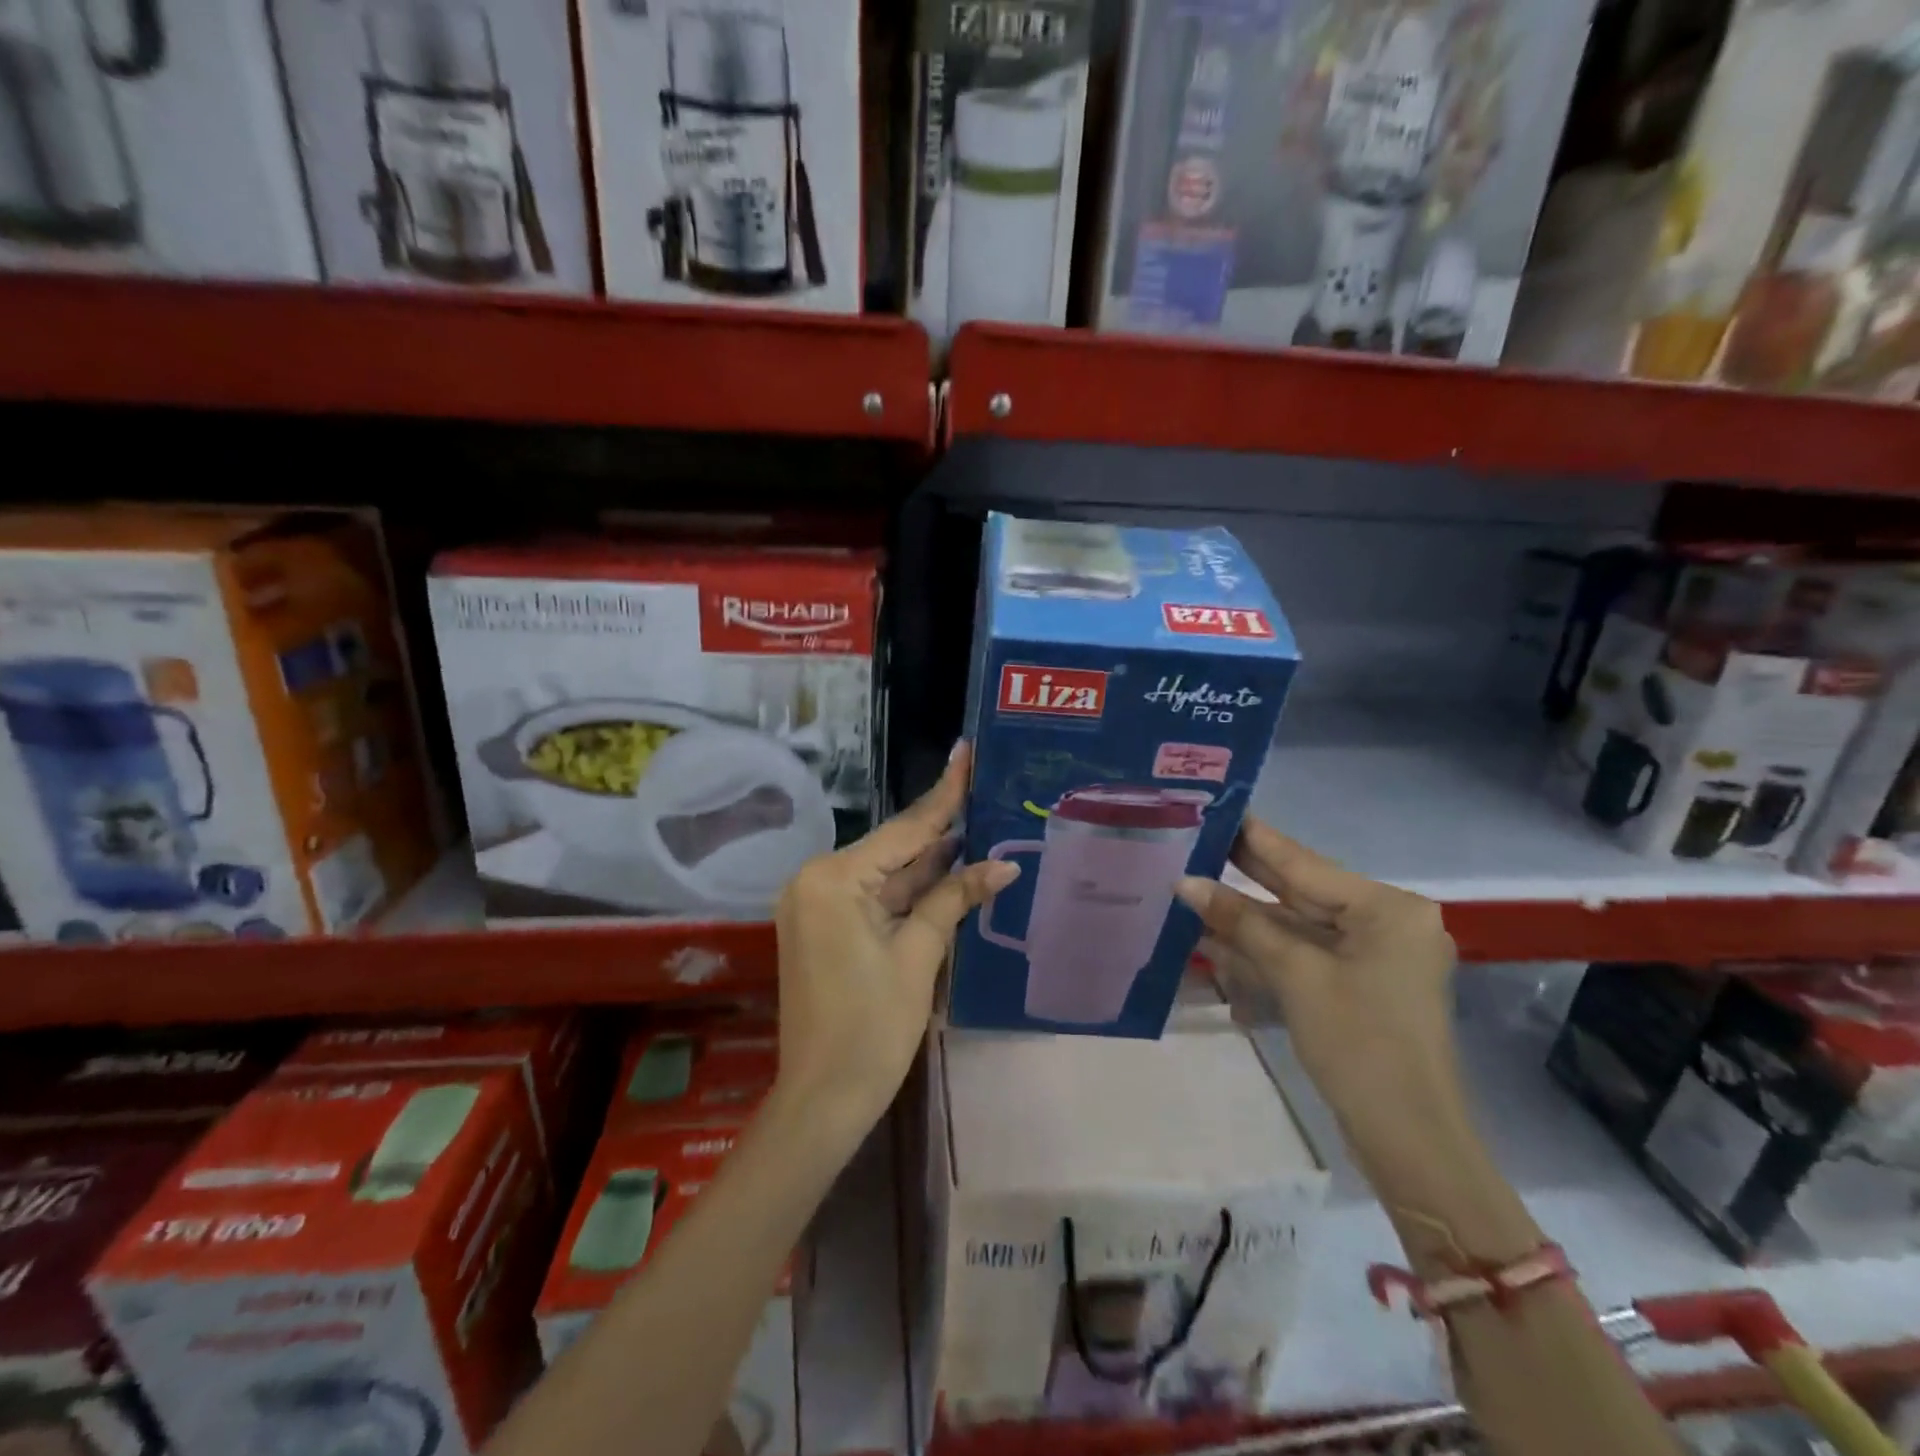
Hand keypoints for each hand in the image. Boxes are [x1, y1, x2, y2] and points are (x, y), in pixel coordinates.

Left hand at [773, 743, 1018, 1134]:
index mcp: (833, 879)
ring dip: (929, 860)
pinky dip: (910, 890)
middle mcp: (816, 880)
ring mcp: (817, 904)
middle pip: (893, 848)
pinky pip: (874, 896)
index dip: (944, 795)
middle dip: (941, 828)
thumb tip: (1003, 865)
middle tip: (983, 788)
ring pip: (886, 873)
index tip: (965, 753)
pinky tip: (949, 868)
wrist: (823, 1099)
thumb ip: (955, 900)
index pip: (904, 830)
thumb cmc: (872, 1029)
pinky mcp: (824, 926)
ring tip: (978, 821)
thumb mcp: (918, 956)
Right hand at [1175, 818, 1466, 1189]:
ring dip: (1247, 916)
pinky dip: (1265, 948)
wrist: (1409, 1141)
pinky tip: (1217, 935)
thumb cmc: (1361, 1045)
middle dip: (1246, 873)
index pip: (1305, 863)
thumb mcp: (1296, 975)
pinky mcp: (1358, 986)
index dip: (1255, 838)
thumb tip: (1185, 883)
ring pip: (1298, 924)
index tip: (1217, 807)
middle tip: (1195, 839)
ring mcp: (1373, 957)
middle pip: (1302, 890)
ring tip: (1191, 886)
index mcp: (1387, 909)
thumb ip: (1241, 922)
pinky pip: (1304, 953)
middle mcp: (1385, 923)